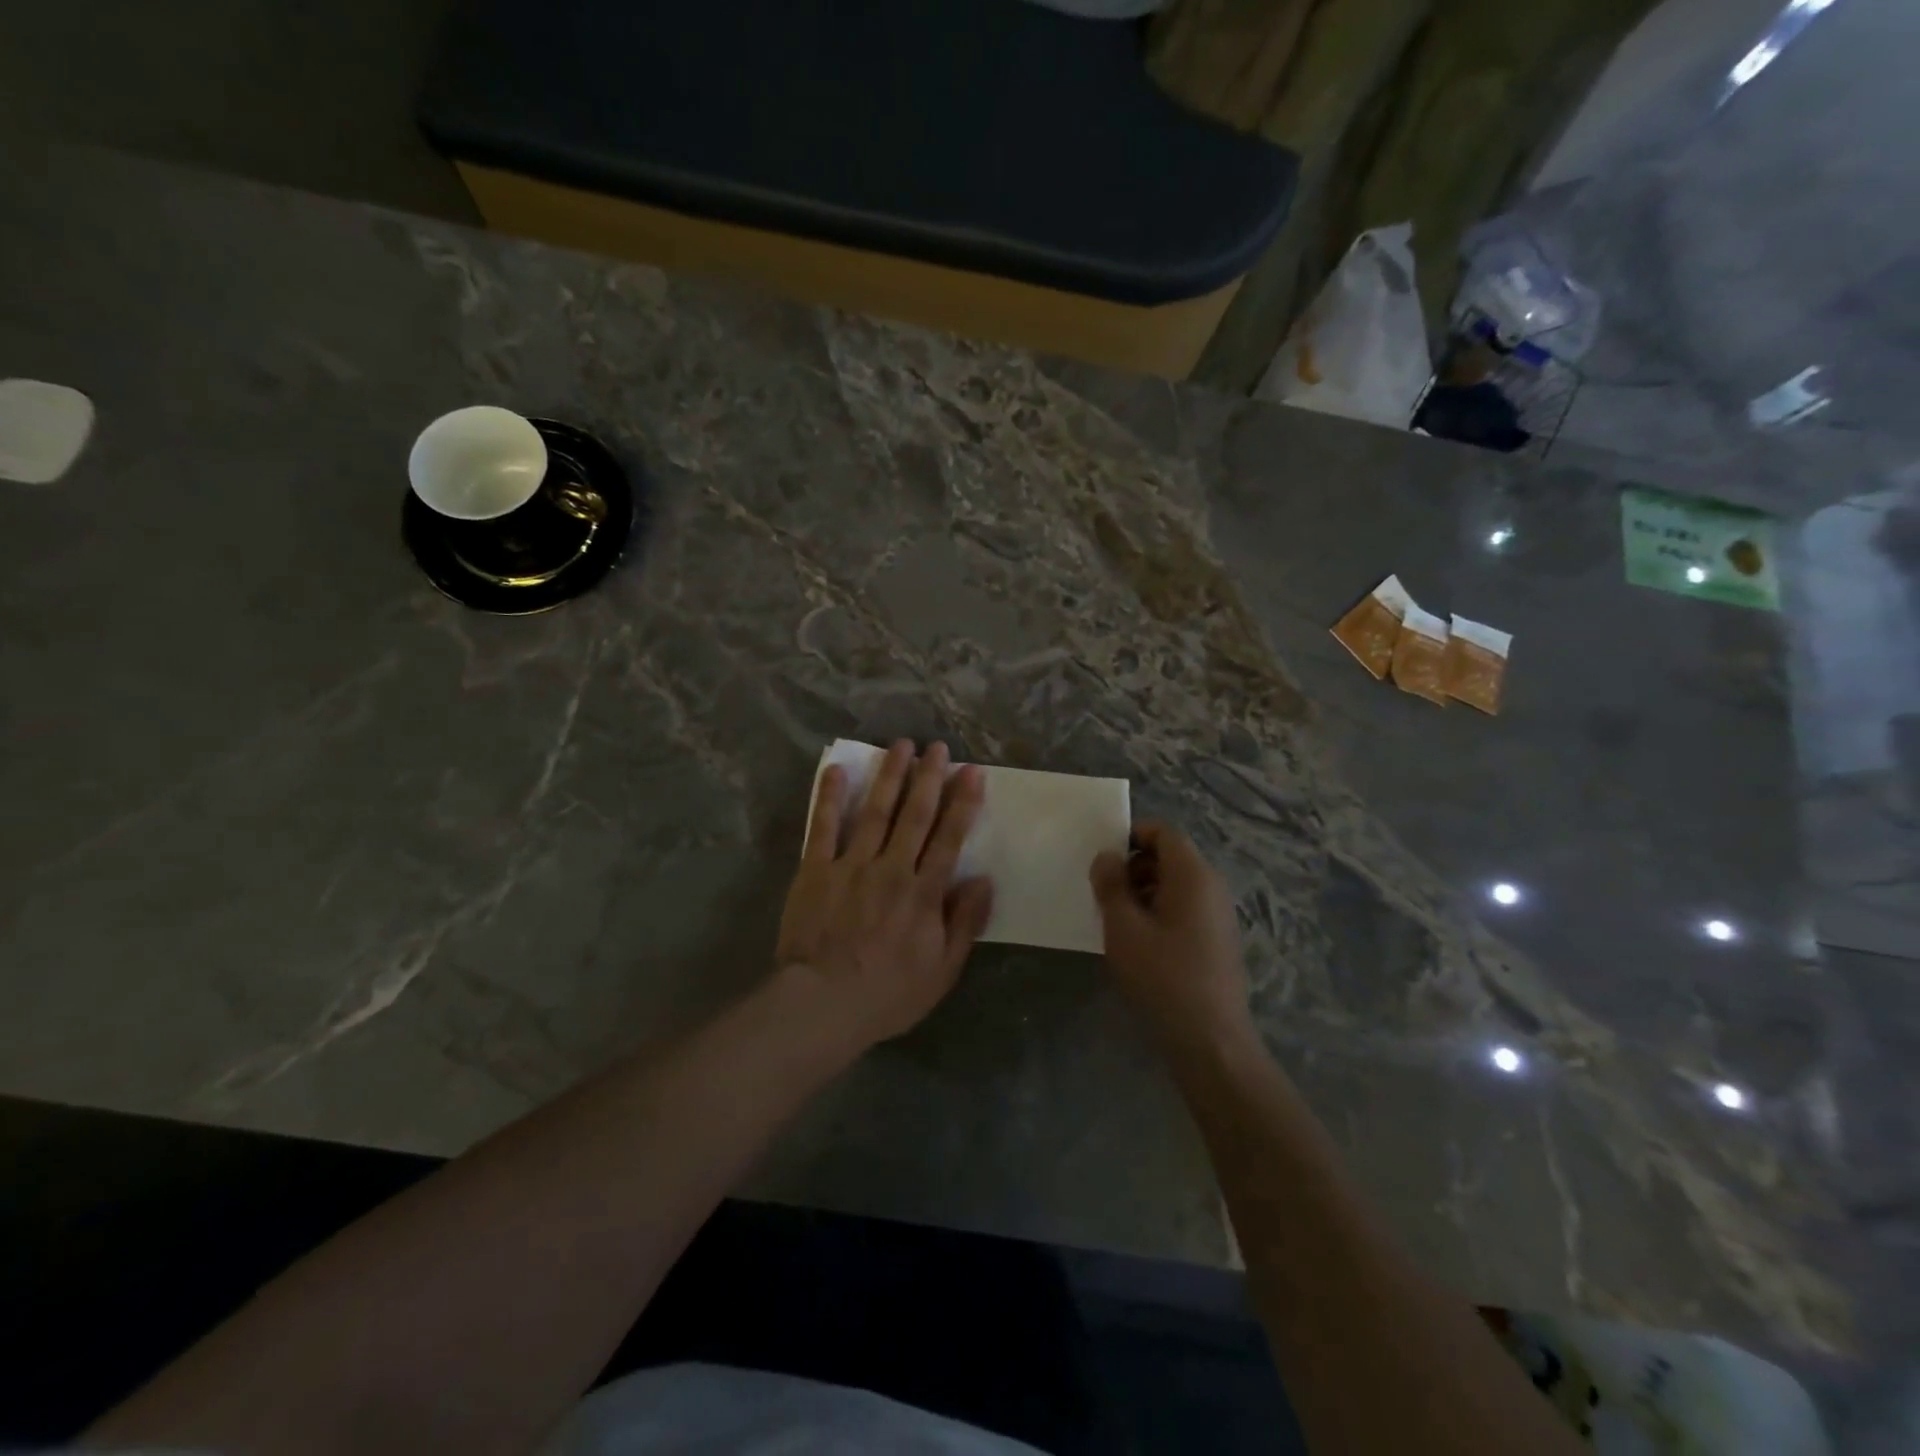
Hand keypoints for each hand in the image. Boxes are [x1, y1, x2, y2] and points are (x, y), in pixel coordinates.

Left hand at [777, 740, 994, 1049]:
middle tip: (937, 747)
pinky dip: (830, 797)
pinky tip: (838, 770)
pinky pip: (823, 827)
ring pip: (875, 811)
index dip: (962, 803)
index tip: (971, 772)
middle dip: (928, 777)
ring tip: (901, 745)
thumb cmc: (887, 993)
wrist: (822, 1004)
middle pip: (914, 815)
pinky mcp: (815, 870)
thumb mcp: (941, 970)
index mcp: (923, 893)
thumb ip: (964, 923)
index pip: (948, 838)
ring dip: (890, 776)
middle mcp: (891, 869)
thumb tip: (983, 880)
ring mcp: (851, 865)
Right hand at [1090, 822, 1250, 1048]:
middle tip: (1105, 892)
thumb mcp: (1123, 927)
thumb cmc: (1162, 975)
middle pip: (1171, 857)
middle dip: (1135, 866)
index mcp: (1193, 875)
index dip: (1133, 836)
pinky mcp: (1217, 939)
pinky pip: (1185, 908)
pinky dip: (1160, 911)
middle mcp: (1211, 887)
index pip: (1164, 833)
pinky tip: (1139, 942)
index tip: (1104, 858)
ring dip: (1145, 891)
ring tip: (1117, 920)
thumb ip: (1111, 885)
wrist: (1210, 1038)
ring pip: (1177, 885)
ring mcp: (1218, 914)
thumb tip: (1107, 857)